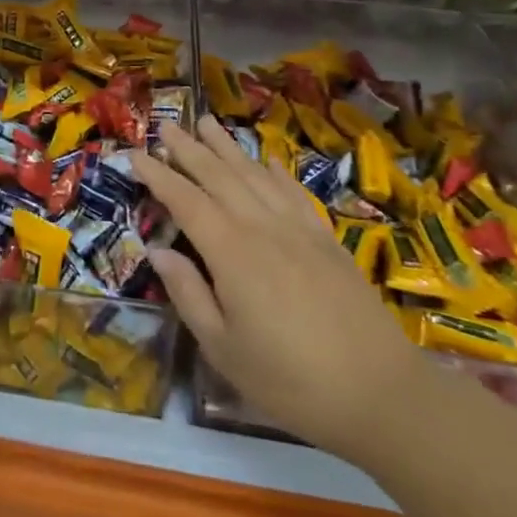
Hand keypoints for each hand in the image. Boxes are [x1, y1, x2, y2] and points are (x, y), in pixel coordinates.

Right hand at [131, 118, 426, 463]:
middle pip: (219, 177)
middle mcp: (263, 228)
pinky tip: (267, 160)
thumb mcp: (224, 349)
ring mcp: (299, 230)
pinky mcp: (327, 240)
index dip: (158, 175)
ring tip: (208, 122)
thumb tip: (158, 250)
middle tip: (166, 124)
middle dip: (189, 149)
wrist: (382, 394)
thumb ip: (189, 294)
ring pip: (256, 175)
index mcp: (232, 253)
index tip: (134, 153)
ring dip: (228, 147)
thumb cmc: (291, 381)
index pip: (186, 201)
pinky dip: (276, 171)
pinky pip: (294, 193)